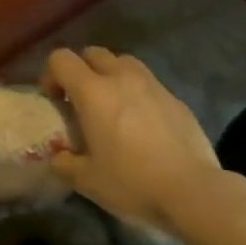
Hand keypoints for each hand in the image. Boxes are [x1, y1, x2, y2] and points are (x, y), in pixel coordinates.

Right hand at [42, 47, 222, 236]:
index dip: (51, 74)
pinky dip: (138, 93)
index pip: (61, 59)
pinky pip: (148, 84)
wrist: (193, 191)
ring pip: (124, 62)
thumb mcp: (88, 181)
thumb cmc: (132, 182)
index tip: (54, 99)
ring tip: (113, 105)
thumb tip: (58, 158)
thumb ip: (65, 164)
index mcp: (93, 92)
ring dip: (111, 75)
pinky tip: (143, 124)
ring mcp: (152, 85)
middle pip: (93, 53)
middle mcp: (121, 78)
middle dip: (82, 70)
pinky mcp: (176, 99)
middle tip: (81, 100)